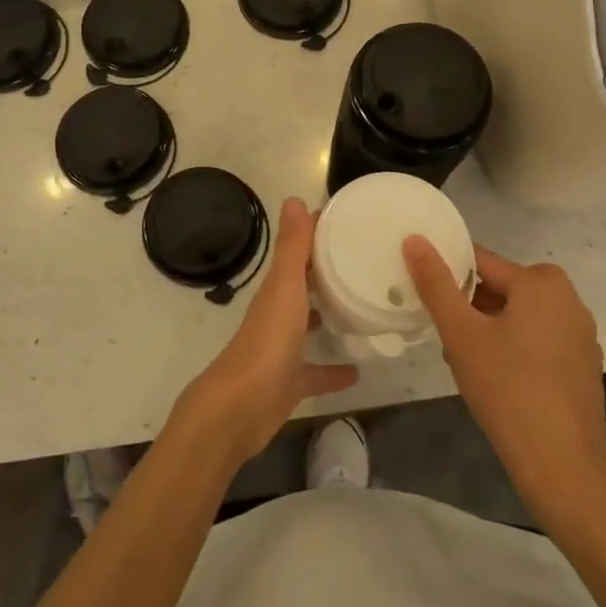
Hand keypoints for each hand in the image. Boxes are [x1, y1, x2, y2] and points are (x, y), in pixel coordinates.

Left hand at [172, 198, 358, 467]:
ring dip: (329, 318)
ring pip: (308, 327)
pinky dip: (334, 370)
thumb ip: (292, 248)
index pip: (299, 252)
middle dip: (328, 275)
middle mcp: (278, 315)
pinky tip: (359, 370)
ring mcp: (283, 350)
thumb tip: (294, 199)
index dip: (318, 234)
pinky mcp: (290, 383)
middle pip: (304, 287)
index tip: (349, 222)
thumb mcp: (284, 288)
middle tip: (365, 264)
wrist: (240, 408)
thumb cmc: (267, 341)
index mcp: (277, 289)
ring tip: (364, 310)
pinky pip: (315, 373)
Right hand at [404, 238, 605, 523]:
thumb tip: (415, 239)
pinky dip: (512, 348)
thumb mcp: (461, 334)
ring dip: (487, 329)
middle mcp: (567, 298)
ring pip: (517, 315)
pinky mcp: (582, 364)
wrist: (564, 469)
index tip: (423, 296)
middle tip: (444, 339)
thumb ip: (436, 284)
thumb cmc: (508, 390)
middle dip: (468, 308)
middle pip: (500, 288)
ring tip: (463, 363)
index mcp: (541, 281)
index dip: (447, 275)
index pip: (479, 261)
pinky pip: (537, 339)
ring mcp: (580, 333)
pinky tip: (495, 381)